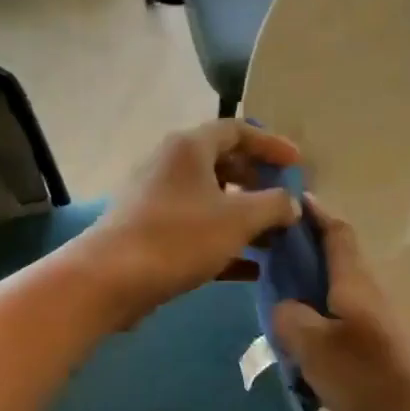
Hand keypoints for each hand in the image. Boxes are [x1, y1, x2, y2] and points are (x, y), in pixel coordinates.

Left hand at [81, 120, 301, 325]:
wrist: (111, 279)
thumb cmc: (178, 238)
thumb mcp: (238, 219)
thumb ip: (274, 206)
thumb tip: (292, 204)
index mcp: (189, 148)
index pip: (237, 131)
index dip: (271, 145)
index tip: (298, 164)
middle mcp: (170, 166)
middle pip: (224, 165)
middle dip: (259, 184)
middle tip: (286, 203)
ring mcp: (157, 201)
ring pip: (211, 202)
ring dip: (245, 218)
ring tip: (275, 239)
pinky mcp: (151, 235)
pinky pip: (197, 232)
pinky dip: (225, 244)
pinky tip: (252, 269)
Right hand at [271, 197, 409, 410]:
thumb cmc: (366, 375)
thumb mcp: (313, 345)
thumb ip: (289, 317)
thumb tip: (283, 306)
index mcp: (352, 281)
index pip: (335, 233)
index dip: (315, 214)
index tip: (290, 201)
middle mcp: (365, 293)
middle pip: (331, 263)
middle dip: (301, 257)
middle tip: (265, 263)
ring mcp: (373, 321)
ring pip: (332, 297)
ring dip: (305, 297)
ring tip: (274, 312)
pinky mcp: (375, 347)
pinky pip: (338, 326)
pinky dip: (316, 329)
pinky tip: (299, 354)